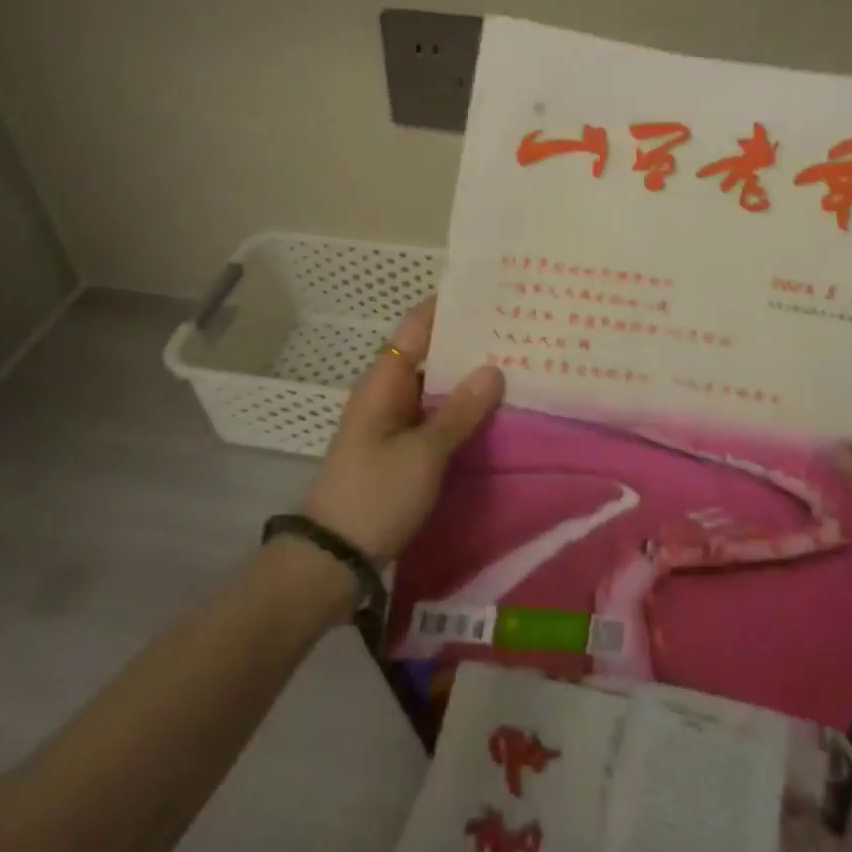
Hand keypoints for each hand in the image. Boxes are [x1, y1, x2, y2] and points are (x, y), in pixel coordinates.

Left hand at [298, 298, 503, 563]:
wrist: (332, 559)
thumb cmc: (375, 495)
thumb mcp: (423, 453)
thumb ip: (460, 411)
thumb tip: (493, 368)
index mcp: (384, 381)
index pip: (418, 325)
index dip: (450, 306)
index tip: (491, 291)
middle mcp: (388, 392)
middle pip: (431, 353)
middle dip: (470, 342)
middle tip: (519, 328)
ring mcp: (394, 421)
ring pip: (437, 386)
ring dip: (469, 377)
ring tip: (518, 362)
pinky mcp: (402, 449)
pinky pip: (436, 415)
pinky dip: (462, 409)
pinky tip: (495, 410)